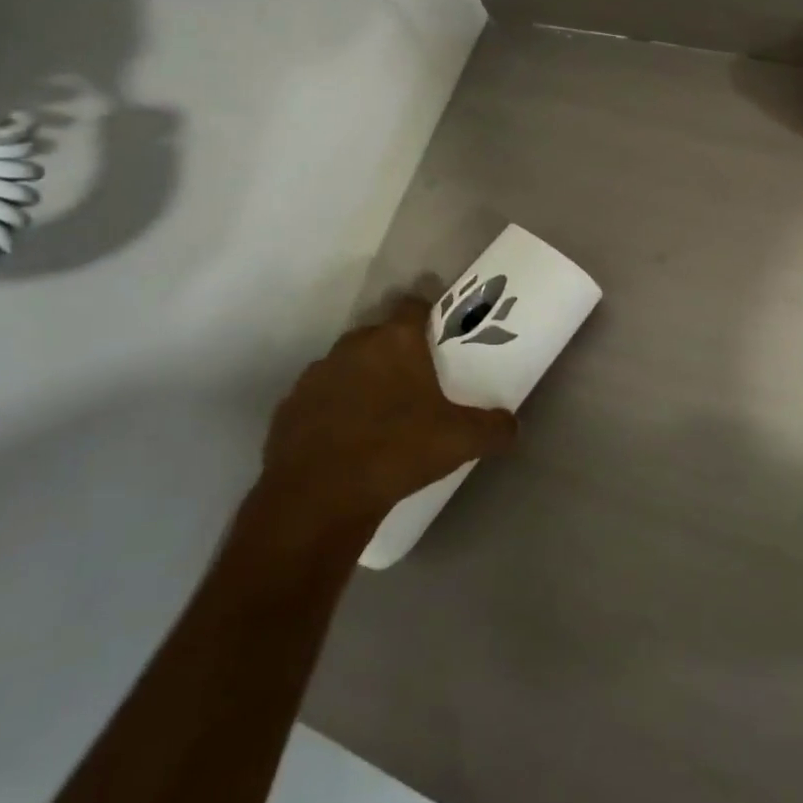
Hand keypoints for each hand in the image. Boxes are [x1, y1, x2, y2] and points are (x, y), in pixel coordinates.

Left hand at [258, 295, 515, 525]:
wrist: (319, 497)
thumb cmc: (397, 451)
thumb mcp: (460, 442)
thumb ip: (493, 428)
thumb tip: (513, 426)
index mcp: (395, 341)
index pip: (413, 305)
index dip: (426, 314)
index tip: (437, 334)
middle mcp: (354, 346)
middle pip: (378, 335)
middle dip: (394, 352)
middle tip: (414, 382)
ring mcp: (316, 374)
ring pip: (346, 365)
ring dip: (361, 380)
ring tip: (378, 414)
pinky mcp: (289, 406)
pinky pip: (319, 398)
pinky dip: (332, 410)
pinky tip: (344, 439)